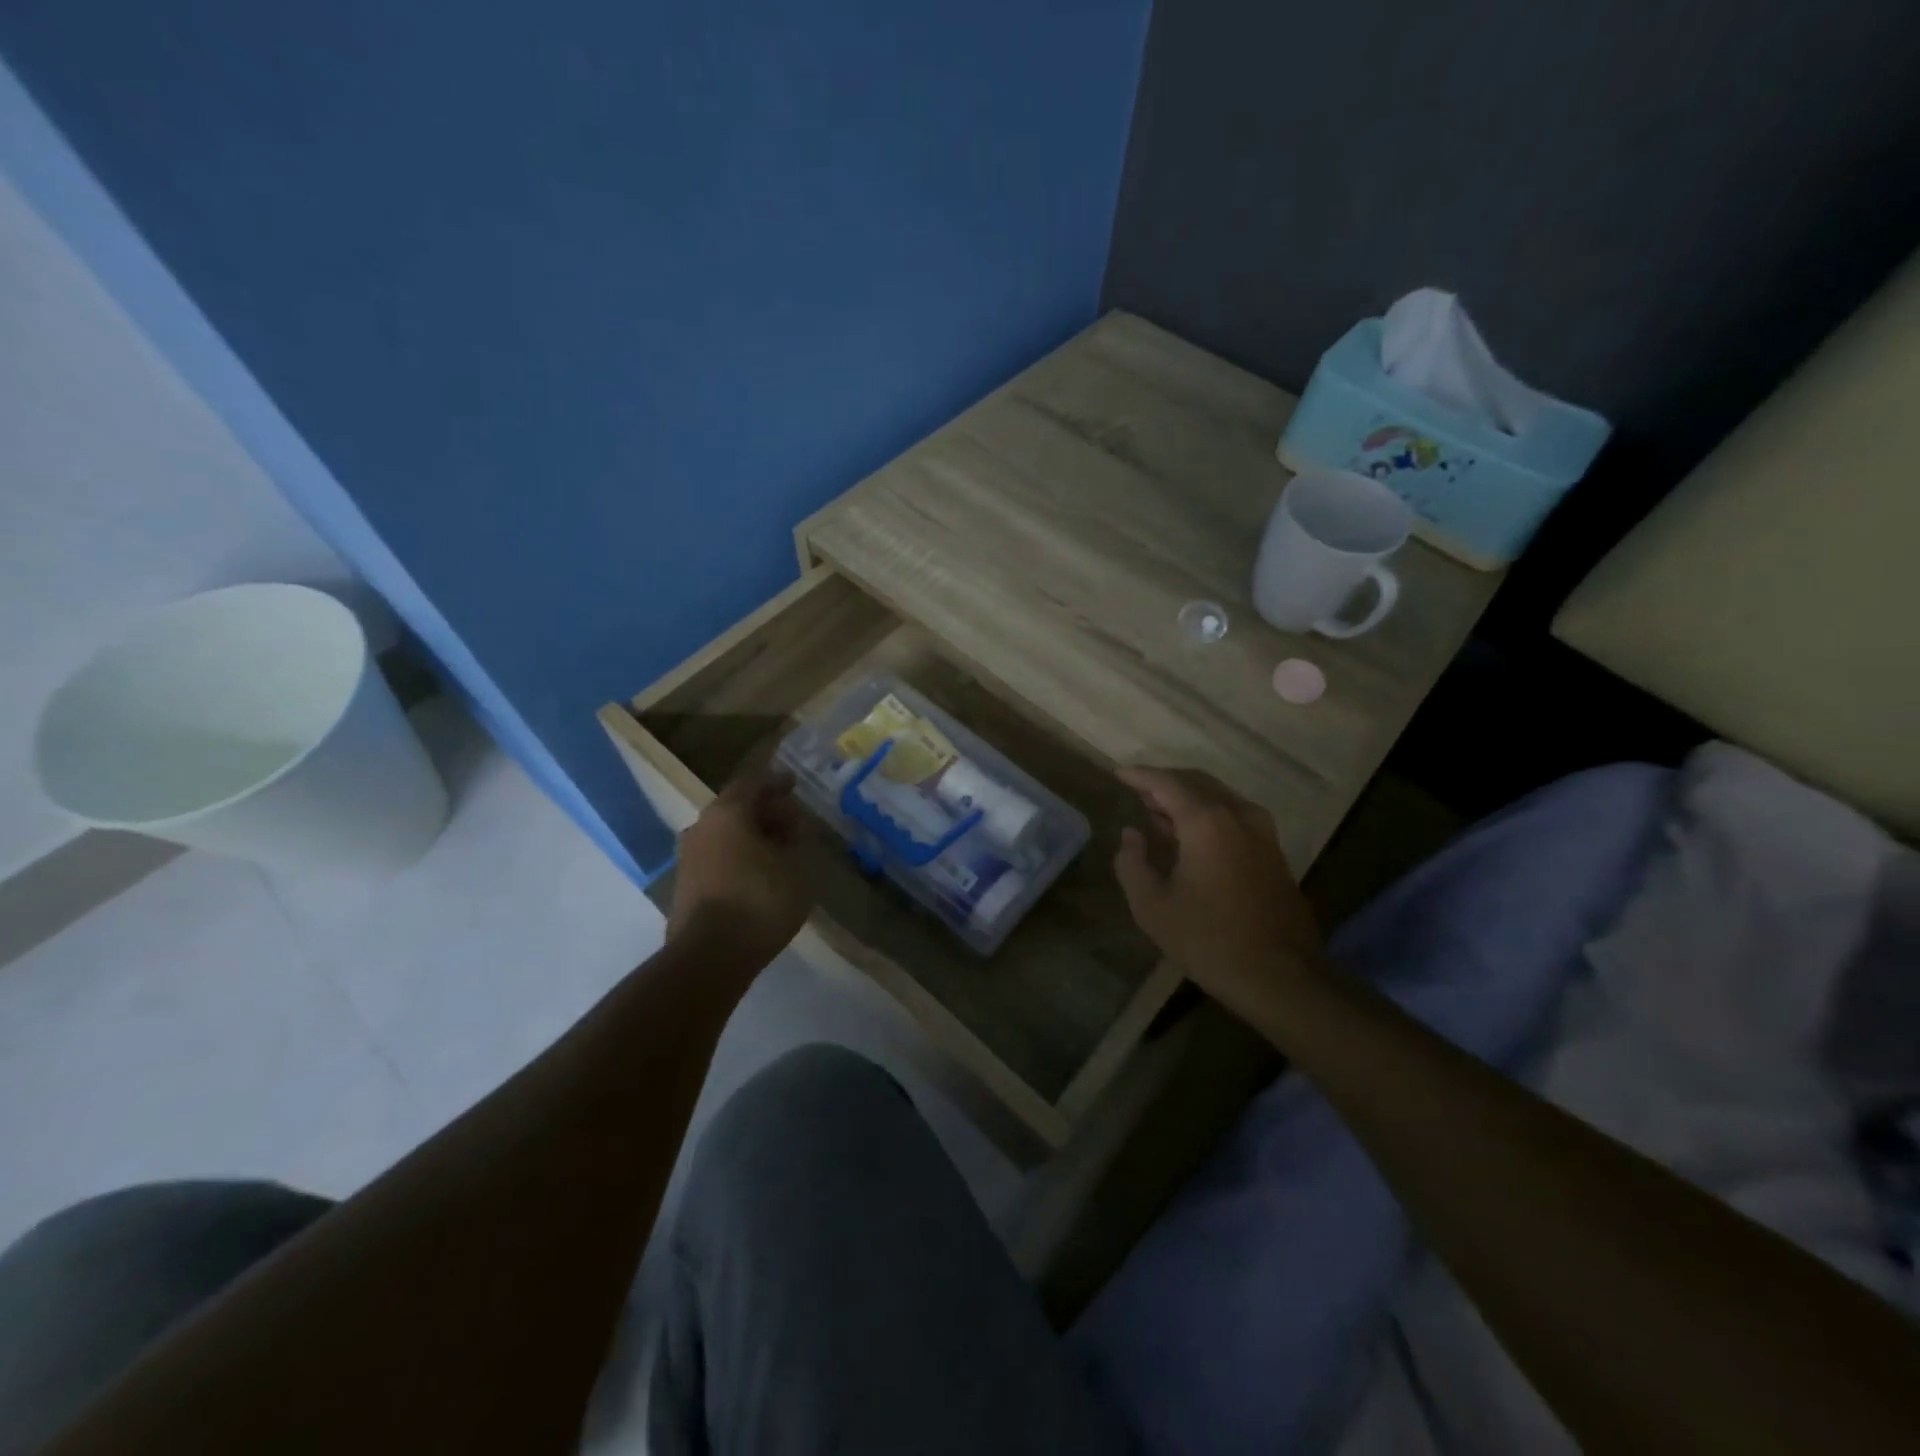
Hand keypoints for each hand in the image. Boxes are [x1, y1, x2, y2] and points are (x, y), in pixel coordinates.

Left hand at [669, 769, 812, 967]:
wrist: (709, 956)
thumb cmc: (760, 900)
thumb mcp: (797, 866)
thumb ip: (796, 838)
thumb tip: (789, 827)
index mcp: (728, 812)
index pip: (753, 783)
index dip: (776, 782)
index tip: (793, 784)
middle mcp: (701, 826)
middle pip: (735, 807)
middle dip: (764, 811)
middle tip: (790, 821)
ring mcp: (688, 856)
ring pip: (724, 833)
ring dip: (750, 835)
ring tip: (777, 849)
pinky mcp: (684, 884)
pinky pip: (716, 856)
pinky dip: (738, 855)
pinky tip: (757, 872)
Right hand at [1113, 767, 1324, 1022]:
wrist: (1280, 976)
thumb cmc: (1208, 939)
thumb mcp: (1152, 906)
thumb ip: (1132, 863)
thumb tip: (1131, 835)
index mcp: (1206, 822)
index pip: (1166, 783)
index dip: (1139, 776)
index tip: (1118, 773)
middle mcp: (1238, 815)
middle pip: (1196, 783)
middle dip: (1164, 784)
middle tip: (1137, 792)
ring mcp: (1262, 832)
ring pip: (1218, 799)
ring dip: (1187, 800)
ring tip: (1159, 815)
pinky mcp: (1274, 852)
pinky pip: (1234, 817)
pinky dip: (1208, 816)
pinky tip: (1192, 838)